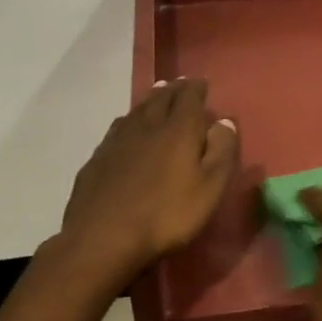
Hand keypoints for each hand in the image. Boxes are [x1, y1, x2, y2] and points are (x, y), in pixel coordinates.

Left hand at [58, 78, 239, 283]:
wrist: (103, 237)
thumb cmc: (167, 215)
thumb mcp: (209, 189)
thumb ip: (221, 152)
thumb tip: (224, 121)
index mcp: (179, 131)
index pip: (189, 99)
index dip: (196, 89)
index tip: (201, 82)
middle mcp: (147, 127)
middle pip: (161, 99)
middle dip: (173, 89)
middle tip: (179, 83)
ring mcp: (118, 141)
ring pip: (137, 111)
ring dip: (150, 101)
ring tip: (156, 95)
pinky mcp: (98, 159)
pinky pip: (117, 129)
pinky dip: (128, 121)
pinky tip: (126, 127)